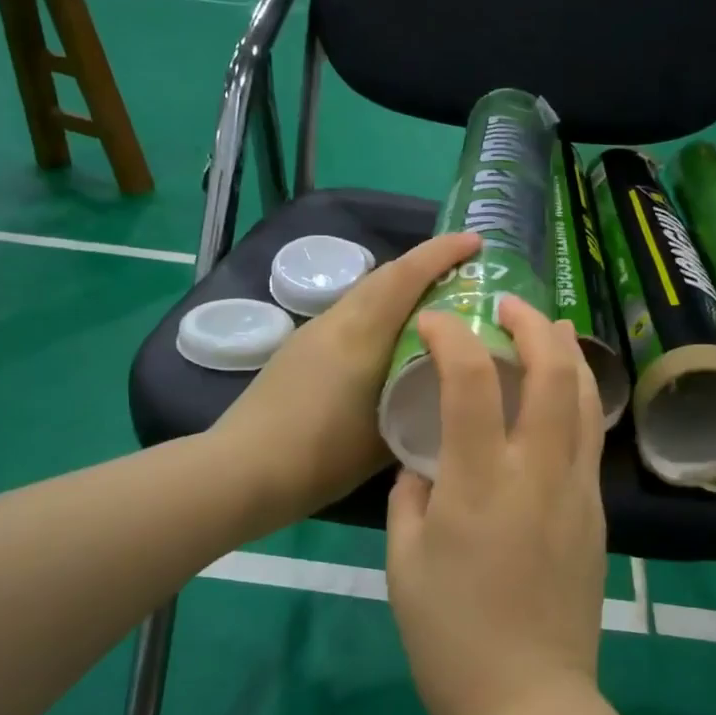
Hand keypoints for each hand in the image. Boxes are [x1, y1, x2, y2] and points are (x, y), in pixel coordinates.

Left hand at [213, 232, 480, 529]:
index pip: (405, 276)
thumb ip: (419, 411)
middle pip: (385, 276)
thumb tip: (445, 397)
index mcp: (360, 335)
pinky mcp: (299, 349)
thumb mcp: (385, 440)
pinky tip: (392, 344)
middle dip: (426, 265)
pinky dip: (380, 313)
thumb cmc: (318, 458)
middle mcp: (336, 322)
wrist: (239, 472)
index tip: (476, 242)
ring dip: (401, 290)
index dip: (442, 253)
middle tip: (464, 275)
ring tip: (435, 309)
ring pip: (366, 295)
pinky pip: (351, 315)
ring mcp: (313, 333)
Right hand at [386, 294, 607, 714]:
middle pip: (553, 373)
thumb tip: (427, 464)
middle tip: (509, 305)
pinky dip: (577, 398)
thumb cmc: (450, 637)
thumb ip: (412, 497)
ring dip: (567, 352)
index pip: (472, 381)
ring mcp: (577, 490)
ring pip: (586, 399)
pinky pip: (590, 437)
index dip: (453, 336)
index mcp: (480, 483)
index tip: (437, 320)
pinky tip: (561, 395)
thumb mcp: (403, 562)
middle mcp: (538, 473)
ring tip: (548, 329)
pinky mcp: (597, 512)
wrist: (527, 700)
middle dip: (533, 324)